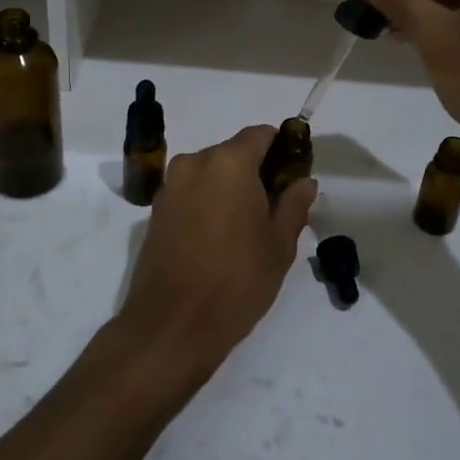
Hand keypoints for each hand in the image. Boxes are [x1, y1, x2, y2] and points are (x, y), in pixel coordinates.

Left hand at [114, 126, 316, 387]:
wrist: (172, 324)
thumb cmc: (237, 280)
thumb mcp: (279, 244)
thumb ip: (294, 204)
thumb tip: (303, 181)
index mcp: (229, 162)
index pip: (261, 135)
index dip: (281, 149)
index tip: (293, 176)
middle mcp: (195, 163)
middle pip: (233, 153)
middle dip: (256, 171)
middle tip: (275, 208)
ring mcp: (171, 186)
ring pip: (211, 173)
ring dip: (230, 188)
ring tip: (247, 228)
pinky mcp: (156, 210)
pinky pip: (191, 192)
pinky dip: (207, 202)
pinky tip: (219, 237)